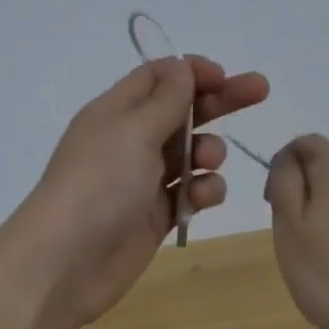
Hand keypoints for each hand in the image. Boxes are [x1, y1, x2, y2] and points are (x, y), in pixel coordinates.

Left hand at [0, 55, 269, 328]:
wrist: (67, 261)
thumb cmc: (99, 183)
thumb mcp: (133, 130)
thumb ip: (166, 99)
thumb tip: (183, 66)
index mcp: (115, 112)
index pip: (157, 78)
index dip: (191, 72)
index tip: (224, 75)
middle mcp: (129, 142)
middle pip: (181, 112)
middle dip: (218, 102)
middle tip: (260, 91)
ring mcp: (143, 181)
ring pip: (190, 155)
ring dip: (208, 152)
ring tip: (207, 164)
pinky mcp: (155, 217)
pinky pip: (190, 194)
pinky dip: (202, 192)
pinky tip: (201, 199)